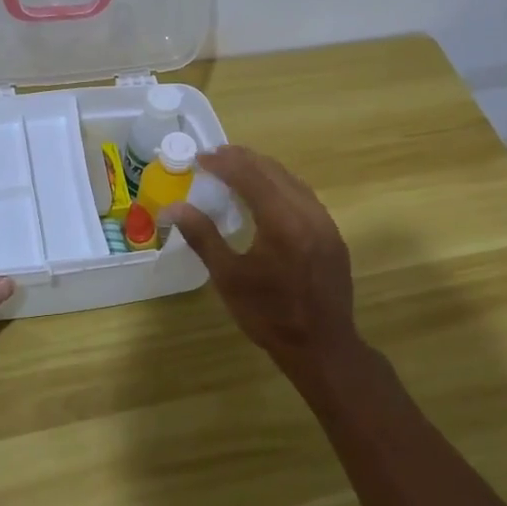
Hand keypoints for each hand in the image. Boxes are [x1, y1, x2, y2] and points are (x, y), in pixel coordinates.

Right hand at [166, 146, 361, 382]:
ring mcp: (325, 222)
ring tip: (236, 170)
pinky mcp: (332, 234)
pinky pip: (304, 196)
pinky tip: (266, 196)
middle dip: (242, 160)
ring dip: (263, 170)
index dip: (223, 163)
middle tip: (214, 157)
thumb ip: (203, 236)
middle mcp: (308, 212)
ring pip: (292, 181)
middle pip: (273, 171)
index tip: (200, 158)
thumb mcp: (229, 277)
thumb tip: (174, 208)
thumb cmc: (269, 315)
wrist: (322, 347)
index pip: (250, 176)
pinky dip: (280, 186)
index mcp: (282, 221)